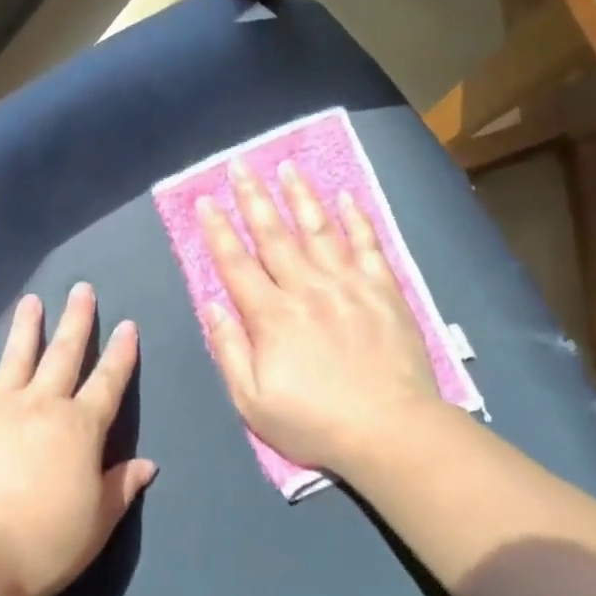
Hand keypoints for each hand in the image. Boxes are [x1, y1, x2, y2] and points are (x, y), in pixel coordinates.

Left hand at [0, 283, 155, 595]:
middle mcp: (43, 405)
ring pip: (18, 357)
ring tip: (32, 300)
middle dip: (77, 320)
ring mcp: (1, 408)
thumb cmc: (46, 540)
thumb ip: (122, 486)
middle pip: (64, 354)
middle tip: (81, 289)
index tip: (128, 325)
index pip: (109, 382)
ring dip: (27, 327)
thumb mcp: (98, 520)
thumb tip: (147, 464)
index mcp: (82, 427)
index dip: (121, 354)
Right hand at [198, 158, 442, 475]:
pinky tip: (346, 197)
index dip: (217, 230)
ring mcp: (348, 285)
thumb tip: (212, 304)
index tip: (205, 200)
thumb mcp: (252, 401)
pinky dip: (356, 219)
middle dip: (253, 198)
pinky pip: (367, 245)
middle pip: (274, 235)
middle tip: (240, 164)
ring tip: (287, 166)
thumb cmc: (314, 422)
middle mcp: (306, 289)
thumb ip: (229, 350)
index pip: (236, 264)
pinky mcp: (383, 290)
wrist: (390, 431)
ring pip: (318, 229)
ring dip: (300, 196)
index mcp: (271, 317)